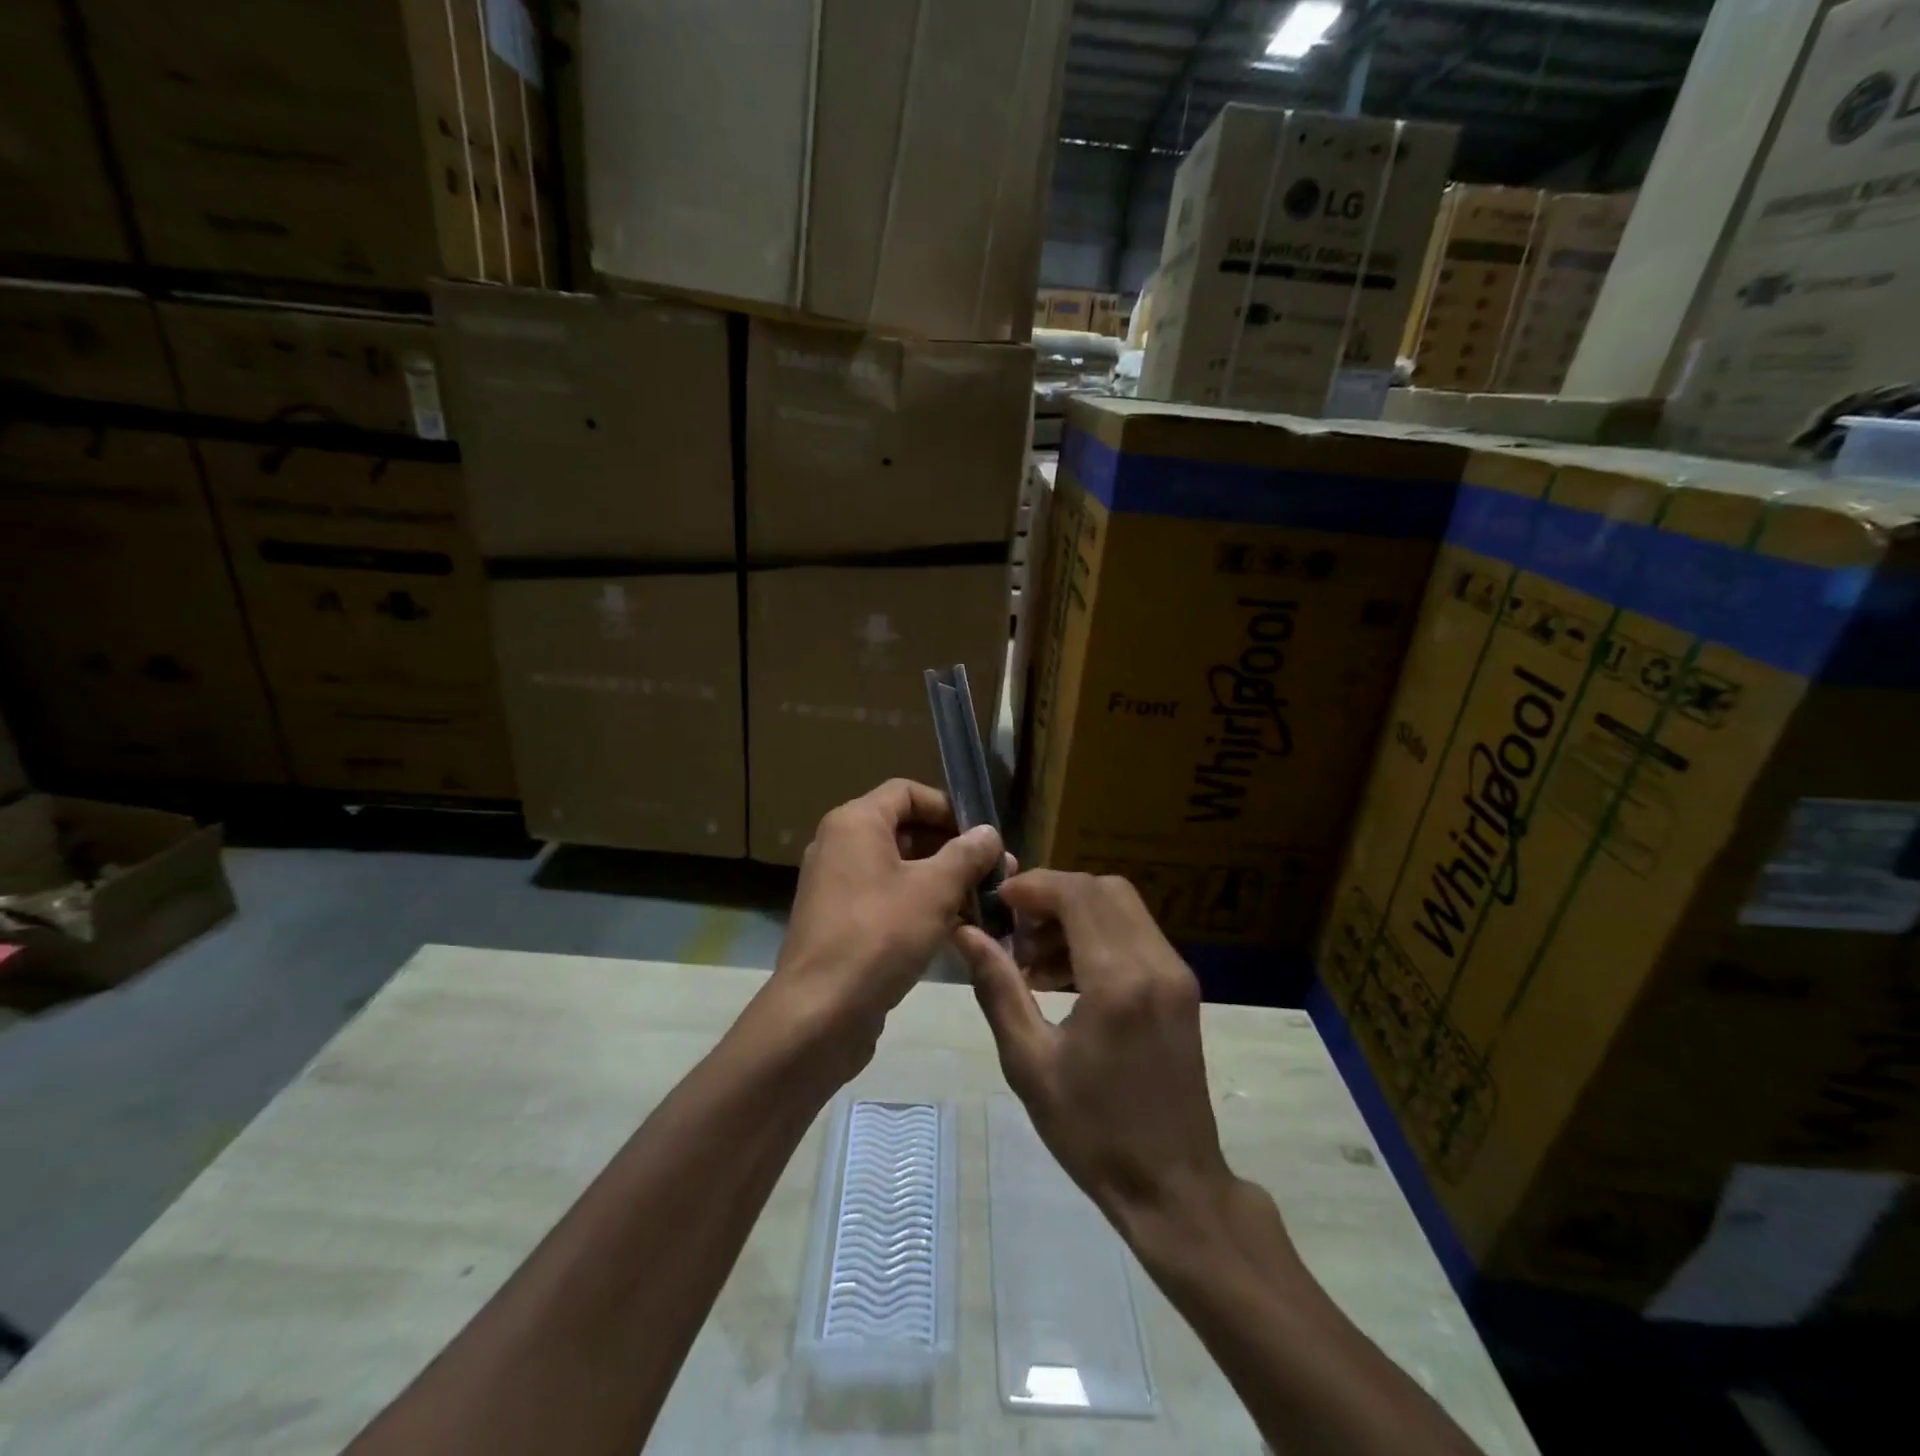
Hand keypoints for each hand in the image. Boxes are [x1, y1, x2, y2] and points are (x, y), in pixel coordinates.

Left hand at [761, 780, 1005, 1067]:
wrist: (819, 1013)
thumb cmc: (879, 935)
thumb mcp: (935, 890)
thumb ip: (966, 854)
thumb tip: (989, 832)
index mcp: (855, 822)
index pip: (907, 792)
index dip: (948, 807)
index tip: (983, 835)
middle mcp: (839, 845)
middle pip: (904, 830)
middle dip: (952, 849)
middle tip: (994, 873)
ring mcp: (835, 886)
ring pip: (897, 868)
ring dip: (940, 880)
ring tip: (982, 903)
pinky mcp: (838, 922)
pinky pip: (884, 898)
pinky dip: (917, 904)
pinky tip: (953, 929)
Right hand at [954, 871, 1237, 1228]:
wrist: (1173, 1186)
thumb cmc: (1092, 1131)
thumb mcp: (1030, 1063)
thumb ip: (998, 988)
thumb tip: (967, 934)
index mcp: (1118, 981)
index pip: (1077, 894)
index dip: (1034, 886)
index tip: (997, 905)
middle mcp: (1156, 963)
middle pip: (1103, 889)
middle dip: (1054, 896)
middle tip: (1016, 931)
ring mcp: (1176, 973)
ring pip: (1122, 907)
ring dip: (1076, 915)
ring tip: (1035, 961)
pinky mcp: (1182, 988)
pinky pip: (1137, 934)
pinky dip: (1099, 935)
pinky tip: (1067, 976)